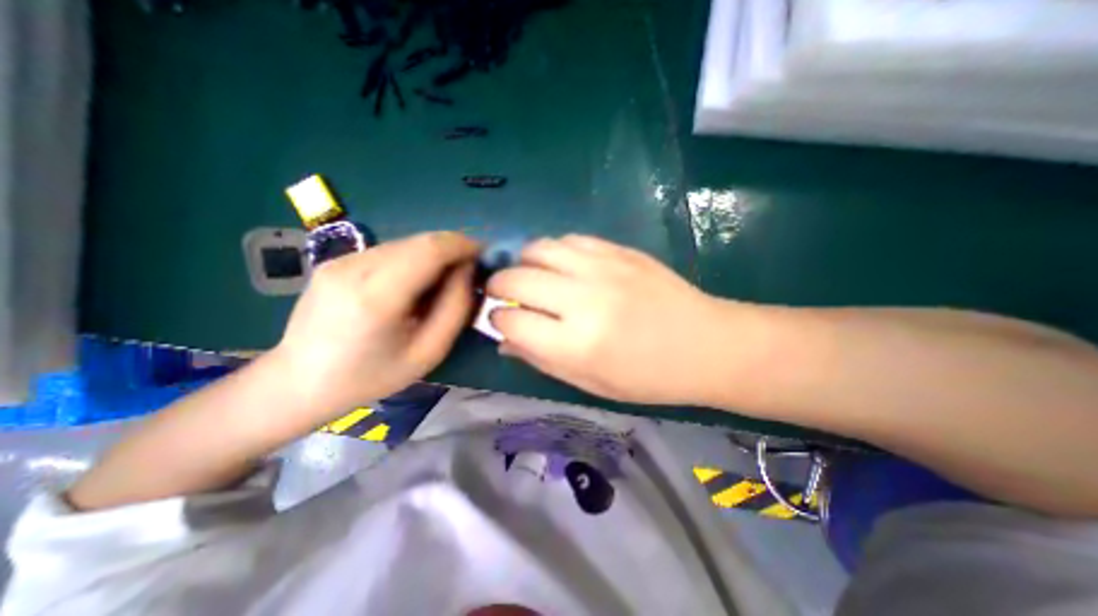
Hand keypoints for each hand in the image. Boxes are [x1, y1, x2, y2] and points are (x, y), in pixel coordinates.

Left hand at [272, 231, 477, 413]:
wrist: (298, 383)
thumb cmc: (371, 377)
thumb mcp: (428, 352)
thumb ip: (456, 308)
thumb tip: (468, 271)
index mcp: (377, 295)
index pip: (431, 248)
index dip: (463, 245)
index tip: (484, 255)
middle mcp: (355, 267)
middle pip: (420, 241)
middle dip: (453, 250)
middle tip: (469, 273)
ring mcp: (341, 260)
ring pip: (406, 243)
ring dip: (433, 256)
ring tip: (441, 283)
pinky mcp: (335, 260)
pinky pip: (389, 251)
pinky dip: (413, 260)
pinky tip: (412, 286)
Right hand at [487, 233, 735, 404]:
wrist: (706, 344)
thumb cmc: (647, 377)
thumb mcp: (589, 382)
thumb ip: (540, 359)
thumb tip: (503, 340)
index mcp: (576, 344)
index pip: (511, 322)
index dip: (497, 321)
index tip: (500, 321)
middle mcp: (584, 300)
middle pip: (516, 279)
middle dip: (498, 286)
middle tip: (502, 294)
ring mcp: (603, 268)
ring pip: (538, 249)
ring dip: (523, 263)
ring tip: (530, 276)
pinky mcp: (619, 250)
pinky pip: (569, 239)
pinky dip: (554, 251)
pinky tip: (561, 265)